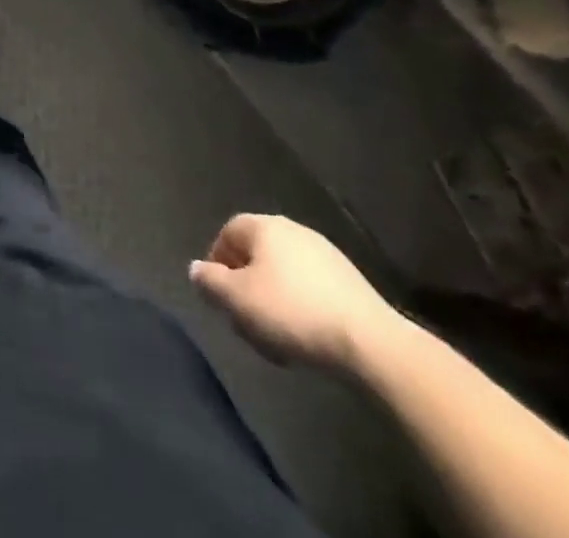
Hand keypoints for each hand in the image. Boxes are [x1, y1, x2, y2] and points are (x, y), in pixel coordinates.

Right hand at [189, 213, 401, 372]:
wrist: (372, 344)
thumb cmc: (293, 312)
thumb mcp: (238, 300)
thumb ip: (210, 281)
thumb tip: (196, 270)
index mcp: (264, 226)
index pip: (228, 233)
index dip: (217, 263)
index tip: (219, 297)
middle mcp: (293, 230)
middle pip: (256, 255)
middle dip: (246, 288)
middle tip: (245, 322)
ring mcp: (326, 255)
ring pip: (283, 275)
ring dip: (272, 302)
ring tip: (275, 339)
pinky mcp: (350, 283)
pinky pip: (311, 289)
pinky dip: (300, 308)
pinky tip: (305, 338)